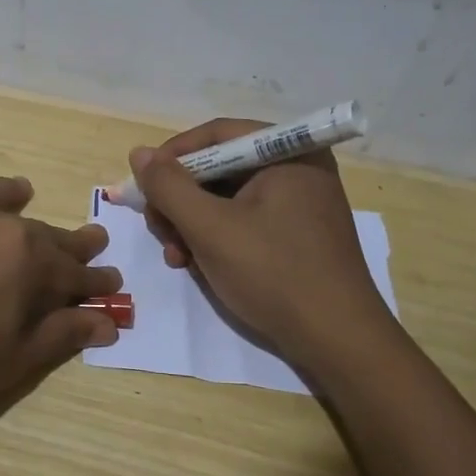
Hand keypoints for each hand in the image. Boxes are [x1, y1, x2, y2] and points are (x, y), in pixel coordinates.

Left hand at [0, 174, 121, 437]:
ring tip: (22, 191)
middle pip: (38, 233)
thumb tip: (108, 321)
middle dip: (68, 243)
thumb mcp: (13, 361)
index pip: (72, 270)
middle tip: (92, 242)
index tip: (114, 286)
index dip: (94, 282)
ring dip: (8, 197)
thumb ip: (62, 333)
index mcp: (24, 256)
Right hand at [129, 119, 388, 363]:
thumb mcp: (210, 228)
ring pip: (226, 198)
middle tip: (160, 231)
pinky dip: (216, 237)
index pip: (216, 135)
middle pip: (218, 168)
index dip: (172, 157)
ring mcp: (299, 203)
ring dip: (192, 224)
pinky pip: (244, 220)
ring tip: (177, 258)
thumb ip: (169, 187)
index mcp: (288, 153)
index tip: (143, 187)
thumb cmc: (273, 273)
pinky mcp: (296, 234)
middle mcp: (297, 168)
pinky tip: (198, 265)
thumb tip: (139, 153)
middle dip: (181, 200)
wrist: (336, 340)